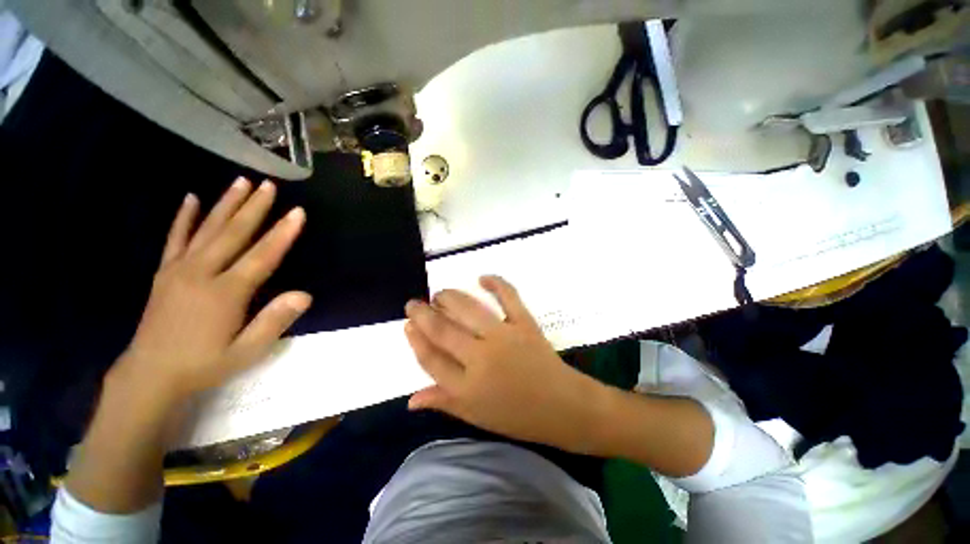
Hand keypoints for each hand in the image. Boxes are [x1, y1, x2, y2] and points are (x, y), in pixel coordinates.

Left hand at [113, 177, 310, 401]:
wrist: (150, 375)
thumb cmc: (204, 364)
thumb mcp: (247, 351)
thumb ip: (274, 321)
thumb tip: (305, 295)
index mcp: (226, 293)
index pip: (262, 256)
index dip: (282, 233)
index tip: (298, 212)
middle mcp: (202, 273)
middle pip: (233, 234)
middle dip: (254, 208)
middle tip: (269, 185)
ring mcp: (179, 270)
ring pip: (207, 229)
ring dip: (226, 204)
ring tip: (240, 182)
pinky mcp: (164, 272)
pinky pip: (175, 239)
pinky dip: (184, 217)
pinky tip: (191, 198)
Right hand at [404, 276, 609, 452]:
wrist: (562, 406)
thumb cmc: (517, 416)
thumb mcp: (476, 416)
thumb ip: (444, 402)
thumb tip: (410, 400)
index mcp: (467, 388)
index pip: (430, 359)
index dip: (416, 340)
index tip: (408, 325)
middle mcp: (481, 359)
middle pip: (443, 330)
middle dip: (423, 314)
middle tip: (414, 303)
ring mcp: (504, 337)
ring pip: (468, 309)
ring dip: (449, 297)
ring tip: (440, 294)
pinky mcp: (524, 323)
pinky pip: (508, 296)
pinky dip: (496, 283)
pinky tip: (482, 277)